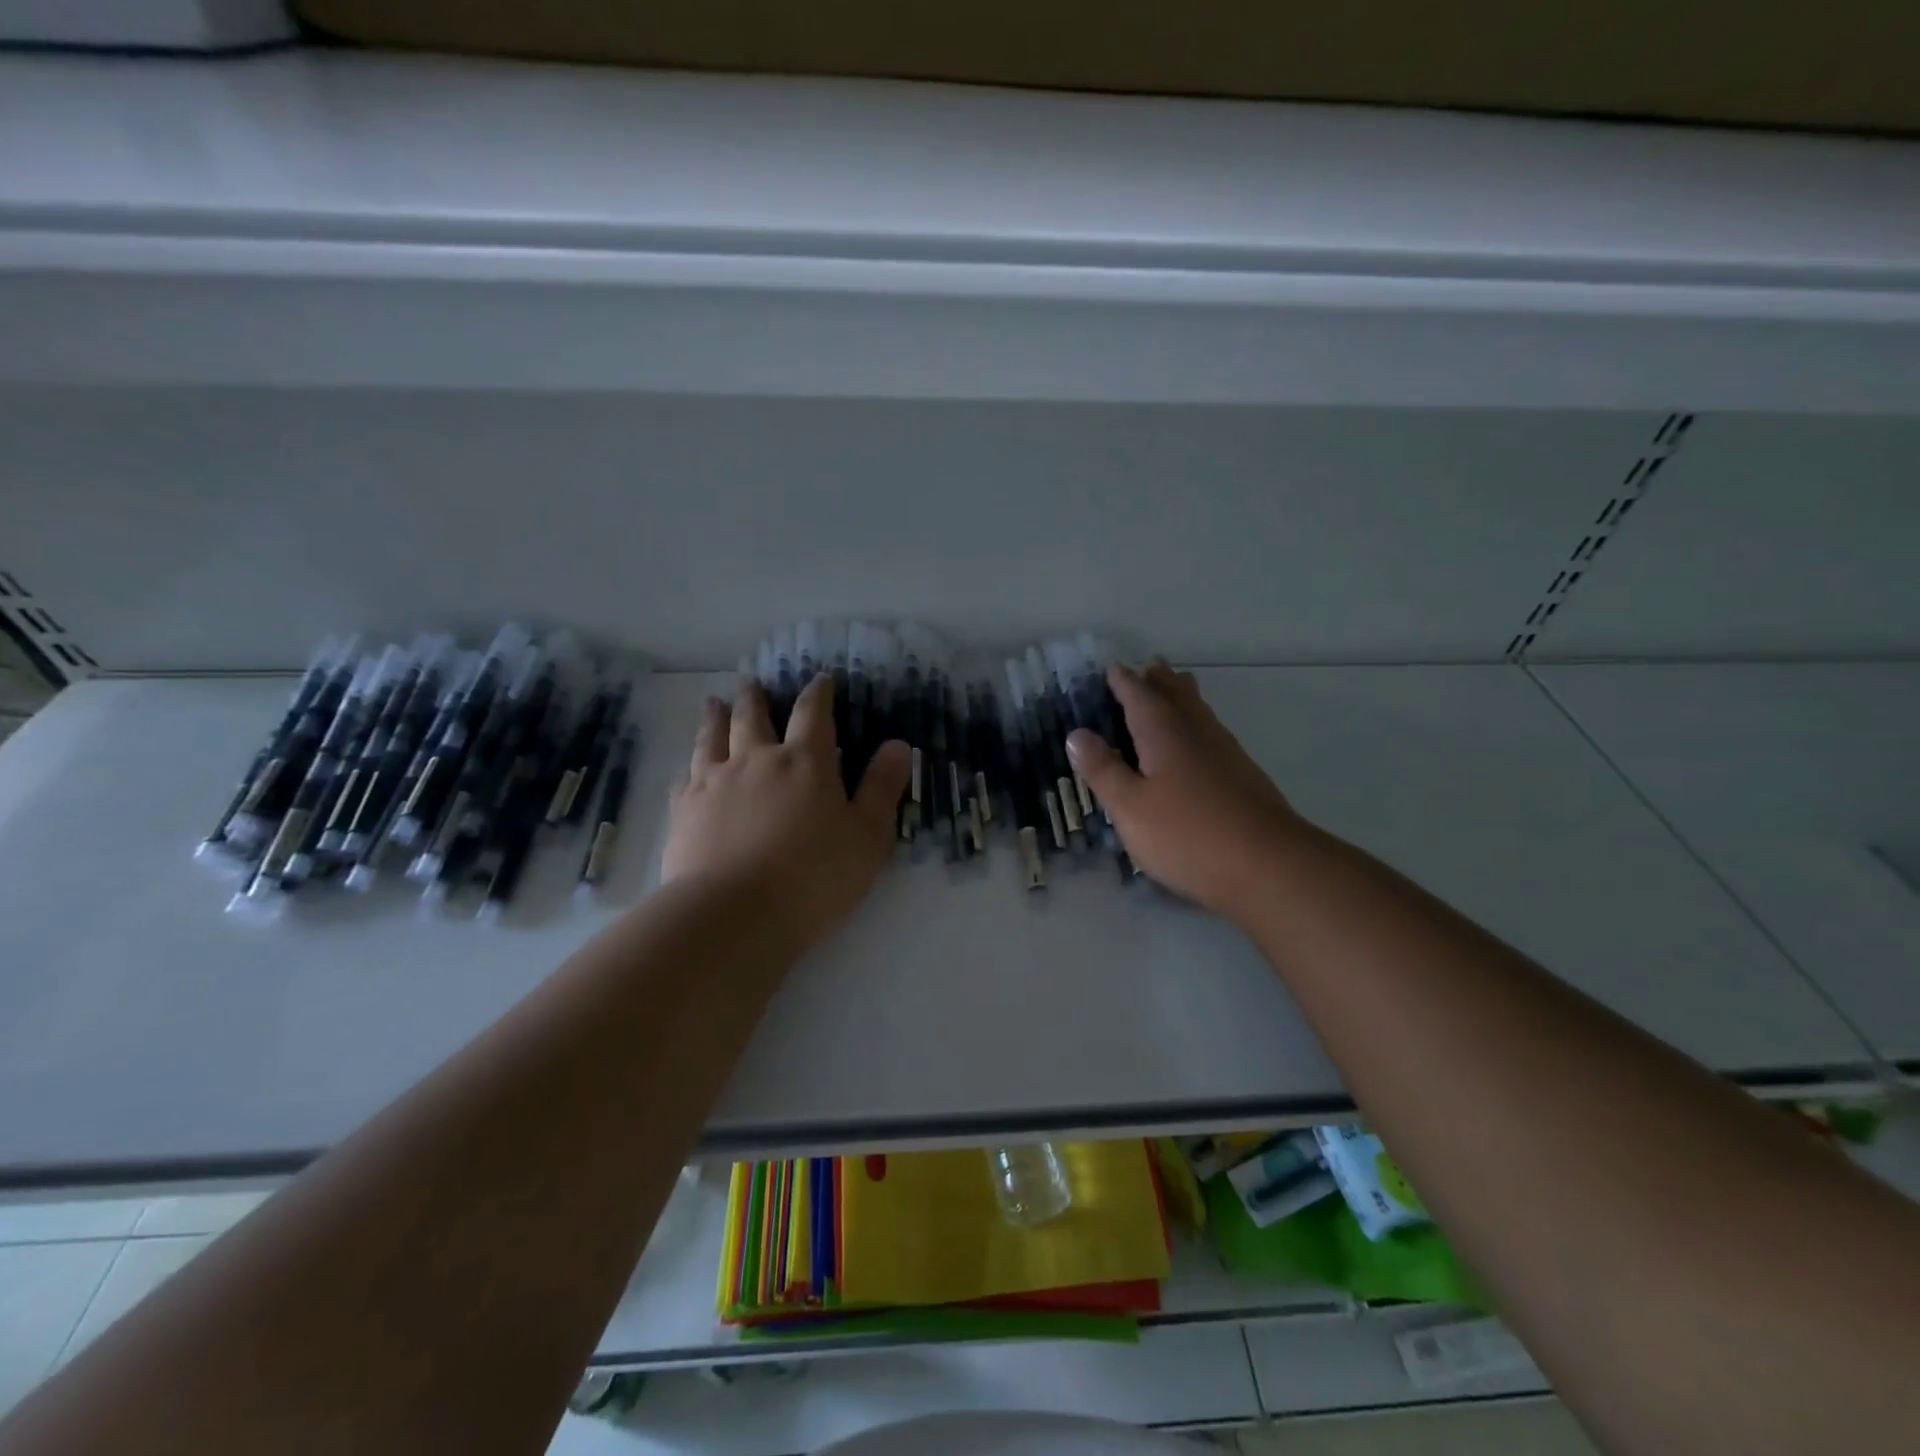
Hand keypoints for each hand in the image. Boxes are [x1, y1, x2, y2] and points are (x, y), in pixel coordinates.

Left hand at [663, 676, 910, 954]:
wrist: (734, 914)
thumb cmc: (814, 877)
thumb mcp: (868, 836)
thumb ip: (881, 788)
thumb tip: (898, 745)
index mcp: (805, 762)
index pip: (813, 713)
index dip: (818, 693)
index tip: (820, 680)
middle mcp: (756, 760)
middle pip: (752, 717)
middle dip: (755, 697)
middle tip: (751, 683)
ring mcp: (714, 782)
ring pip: (712, 737)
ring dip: (715, 717)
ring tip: (714, 703)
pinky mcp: (684, 810)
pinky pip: (685, 776)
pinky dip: (690, 765)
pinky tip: (689, 767)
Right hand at [1066, 661, 1309, 923]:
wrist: (1268, 867)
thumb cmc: (1187, 834)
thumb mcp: (1130, 806)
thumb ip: (1103, 770)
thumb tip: (1077, 734)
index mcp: (1164, 733)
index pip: (1140, 696)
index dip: (1124, 682)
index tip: (1112, 669)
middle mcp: (1198, 733)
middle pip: (1178, 696)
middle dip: (1161, 681)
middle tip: (1151, 666)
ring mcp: (1227, 754)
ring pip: (1201, 713)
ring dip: (1185, 698)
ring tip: (1176, 689)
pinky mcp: (1245, 777)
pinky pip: (1214, 734)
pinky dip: (1199, 725)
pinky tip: (1200, 744)